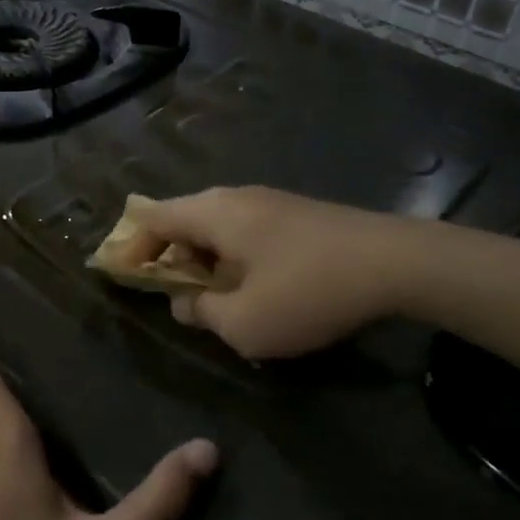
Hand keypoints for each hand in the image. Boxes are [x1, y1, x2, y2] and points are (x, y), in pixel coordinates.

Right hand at [129, 187, 415, 359]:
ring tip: (212, 298)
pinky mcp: (296, 214)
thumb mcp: (244, 322)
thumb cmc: (308, 292)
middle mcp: (235, 197)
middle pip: (183, 218)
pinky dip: (233, 257)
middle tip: (172, 295)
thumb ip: (202, 312)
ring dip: (204, 260)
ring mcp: (269, 202)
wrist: (395, 263)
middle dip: (169, 256)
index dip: (132, 246)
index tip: (124, 277)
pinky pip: (245, 231)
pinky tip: (253, 287)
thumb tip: (184, 301)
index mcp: (213, 213)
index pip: (152, 217)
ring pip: (216, 226)